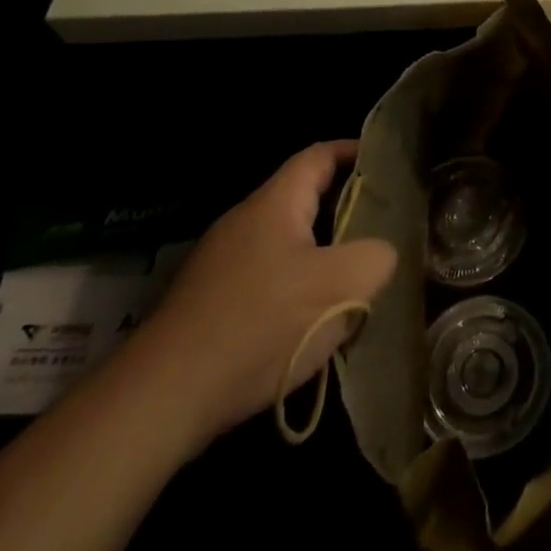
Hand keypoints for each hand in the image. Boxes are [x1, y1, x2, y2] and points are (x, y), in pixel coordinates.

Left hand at [125, 141, 396, 449]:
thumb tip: (381, 253)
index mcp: (274, 204)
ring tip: (356, 274)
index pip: (319, 156)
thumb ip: (377, 256)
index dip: (354, 151)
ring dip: (322, 251)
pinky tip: (312, 319)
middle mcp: (243, 222)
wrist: (163, 398)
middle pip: (303, 199)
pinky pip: (266, 277)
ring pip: (286, 242)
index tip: (387, 161)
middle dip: (345, 207)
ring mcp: (221, 264)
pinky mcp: (209, 303)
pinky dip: (296, 284)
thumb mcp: (341, 285)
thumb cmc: (260, 325)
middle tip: (384, 223)